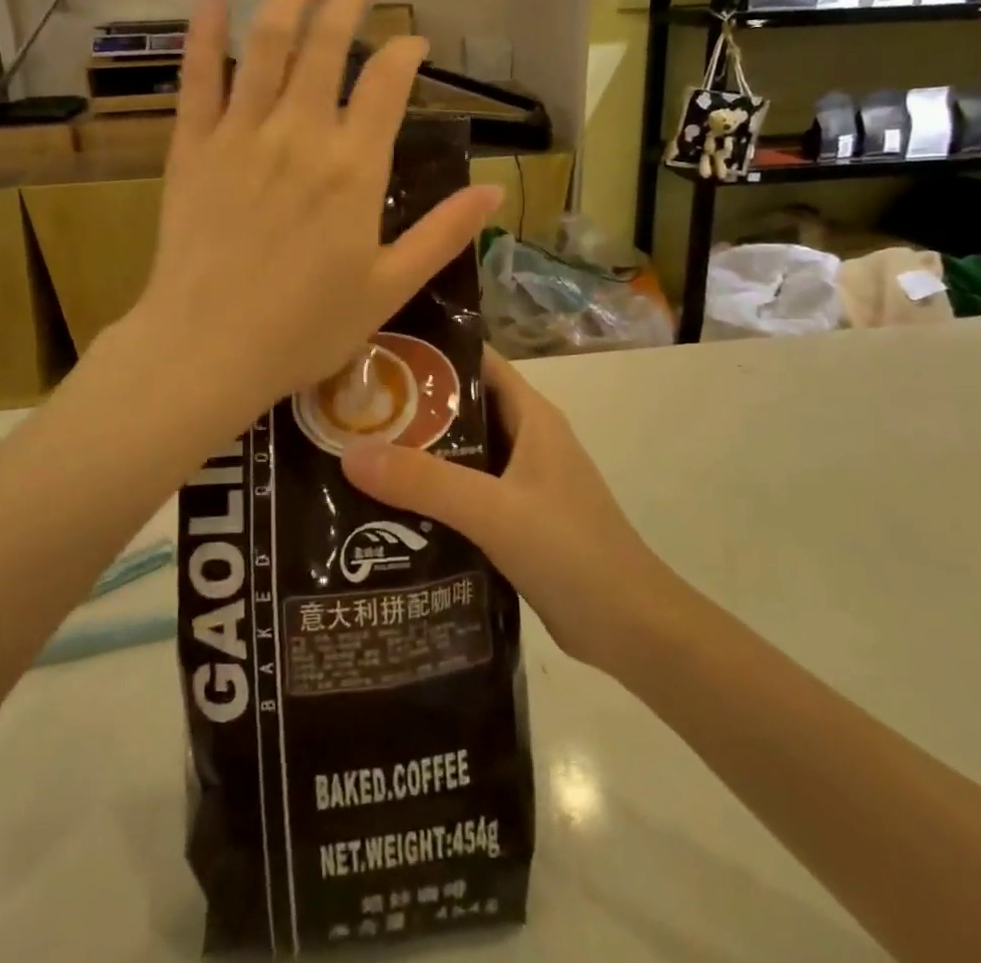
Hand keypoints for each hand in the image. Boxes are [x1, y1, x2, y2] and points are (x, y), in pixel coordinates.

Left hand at [121, 0, 503, 438]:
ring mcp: (240, 134)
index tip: (415, 43)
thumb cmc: (304, 328)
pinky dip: (205, 28)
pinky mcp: (192, 146)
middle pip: (328, 43)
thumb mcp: (389, 288)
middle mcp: (300, 134)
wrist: (208, 349)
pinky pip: (197, 75)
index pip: (388, 83)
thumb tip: (497, 193)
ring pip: (268, 42)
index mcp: (354, 169)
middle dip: (350, 0)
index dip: (406, 52)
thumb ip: (443, 234)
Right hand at [341, 352, 680, 670]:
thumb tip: (351, 453)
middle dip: (410, 407)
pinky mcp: (516, 522)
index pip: (477, 362)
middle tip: (350, 409)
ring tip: (355, 455)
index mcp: (532, 417)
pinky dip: (430, 496)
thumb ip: (426, 482)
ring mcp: (523, 483)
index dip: (430, 352)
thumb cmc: (571, 552)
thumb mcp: (495, 511)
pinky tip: (387, 511)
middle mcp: (527, 441)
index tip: (375, 352)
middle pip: (462, 409)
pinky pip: (465, 495)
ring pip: (461, 455)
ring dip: (416, 455)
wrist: (631, 629)